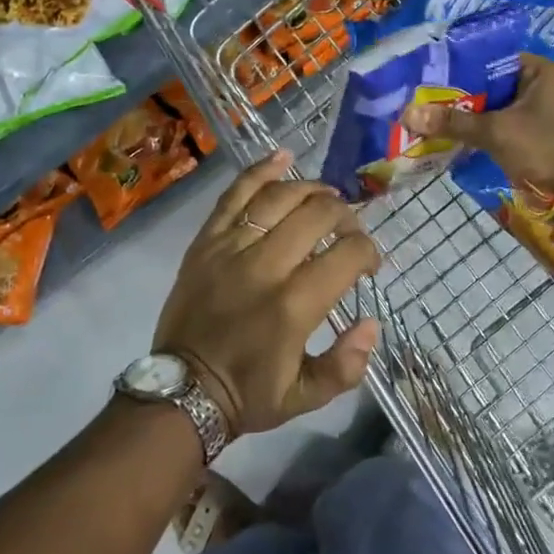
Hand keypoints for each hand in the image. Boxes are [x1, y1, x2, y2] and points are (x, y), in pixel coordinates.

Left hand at [154, 150, 381, 435]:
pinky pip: (234, 194)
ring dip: (311, 190)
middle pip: (317, 214)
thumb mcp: (306, 397)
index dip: (369, 252)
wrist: (181, 389)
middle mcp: (265, 266)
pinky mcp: (206, 241)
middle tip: (350, 231)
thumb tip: (372, 323)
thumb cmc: (249, 394)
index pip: (347, 254)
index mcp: (294, 306)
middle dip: (346, 216)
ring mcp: (231, 248)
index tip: (369, 266)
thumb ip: (347, 364)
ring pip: (279, 197)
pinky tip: (282, 157)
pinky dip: (260, 170)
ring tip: (327, 197)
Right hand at [401, 53, 553, 198]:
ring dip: (465, 113)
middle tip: (423, 95)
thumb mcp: (494, 131)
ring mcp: (536, 110)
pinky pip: (496, 123)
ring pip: (491, 105)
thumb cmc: (540, 150)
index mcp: (542, 72)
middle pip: (490, 83)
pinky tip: (447, 131)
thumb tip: (409, 114)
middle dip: (458, 93)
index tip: (430, 75)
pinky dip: (475, 128)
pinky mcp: (528, 132)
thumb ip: (452, 121)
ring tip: (428, 112)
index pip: (492, 59)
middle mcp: (541, 85)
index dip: (460, 67)